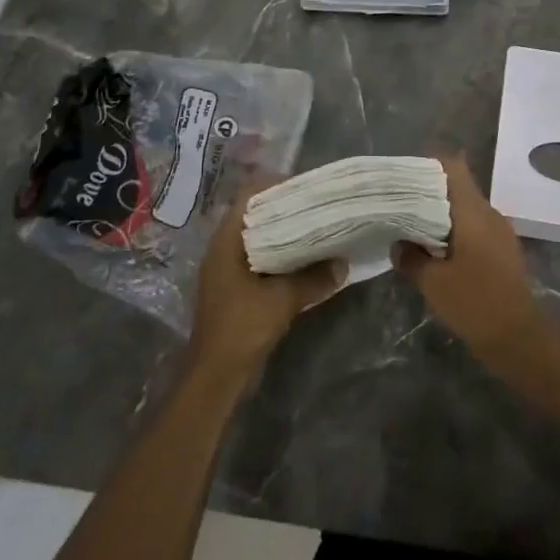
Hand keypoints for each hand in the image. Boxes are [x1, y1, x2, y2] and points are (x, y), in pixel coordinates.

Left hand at [188, 179, 345, 378]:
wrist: (215, 374)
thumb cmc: (242, 328)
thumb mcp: (283, 300)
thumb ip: (314, 279)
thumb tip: (344, 263)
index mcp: (227, 241)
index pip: (248, 195)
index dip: (275, 185)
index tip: (306, 187)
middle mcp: (224, 248)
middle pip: (255, 214)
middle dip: (285, 208)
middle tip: (318, 206)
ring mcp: (228, 269)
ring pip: (259, 237)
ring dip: (285, 233)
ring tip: (318, 228)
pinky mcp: (236, 288)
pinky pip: (261, 259)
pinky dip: (281, 255)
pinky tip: (306, 260)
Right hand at [394, 154, 538, 356]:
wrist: (520, 338)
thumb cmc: (475, 303)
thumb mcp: (432, 282)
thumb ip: (411, 257)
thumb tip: (398, 243)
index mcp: (473, 211)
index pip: (454, 166)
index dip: (428, 165)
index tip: (403, 175)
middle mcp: (489, 214)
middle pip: (457, 187)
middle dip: (428, 191)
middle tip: (398, 202)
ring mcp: (499, 232)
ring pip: (465, 209)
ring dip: (440, 214)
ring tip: (411, 226)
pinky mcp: (502, 251)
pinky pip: (474, 228)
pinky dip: (453, 231)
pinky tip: (434, 250)